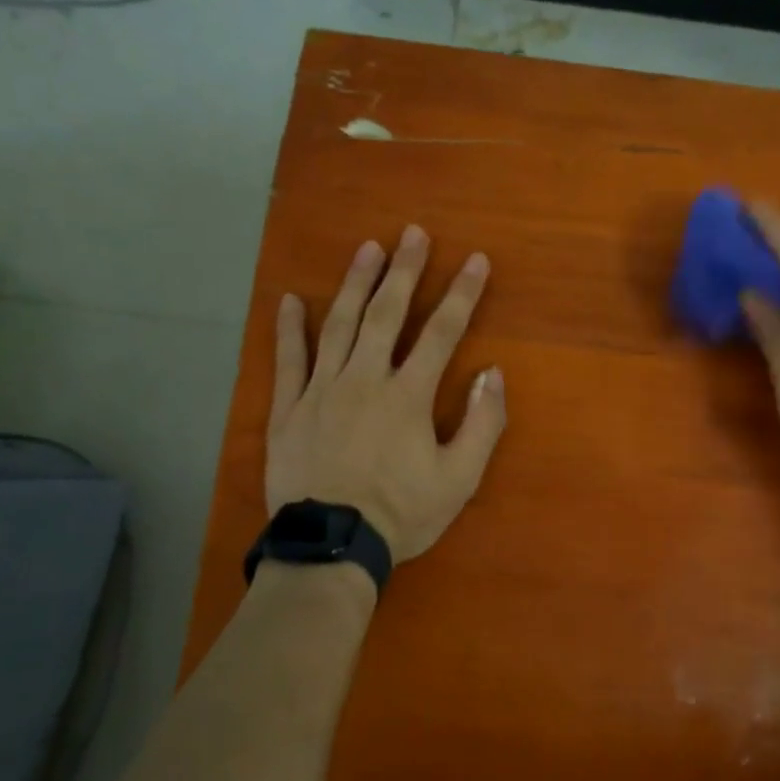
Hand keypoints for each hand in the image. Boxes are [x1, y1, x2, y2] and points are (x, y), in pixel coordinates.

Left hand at [267, 225, 506, 563]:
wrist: (332, 546)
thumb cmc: (402, 513)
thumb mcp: (460, 478)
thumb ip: (481, 423)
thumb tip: (491, 373)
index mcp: (408, 395)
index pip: (441, 332)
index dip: (462, 294)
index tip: (476, 261)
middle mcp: (364, 379)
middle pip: (386, 314)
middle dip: (404, 271)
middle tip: (413, 233)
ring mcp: (321, 391)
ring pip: (338, 326)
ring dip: (354, 284)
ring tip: (367, 249)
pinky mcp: (288, 410)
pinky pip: (288, 361)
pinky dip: (290, 329)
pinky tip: (290, 300)